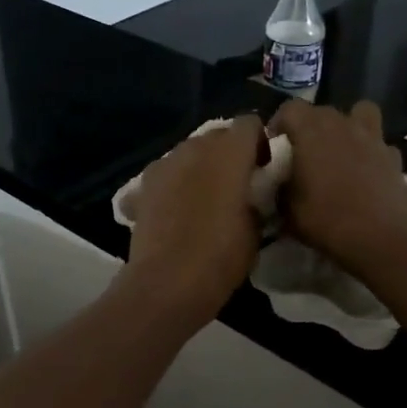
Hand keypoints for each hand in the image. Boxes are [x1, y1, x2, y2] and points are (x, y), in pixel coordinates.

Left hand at [120, 115, 265, 330]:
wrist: (167, 283)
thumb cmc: (221, 257)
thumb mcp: (257, 229)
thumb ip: (256, 199)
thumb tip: (250, 195)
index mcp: (229, 153)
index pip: (249, 124)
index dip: (259, 142)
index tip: (263, 168)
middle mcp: (195, 148)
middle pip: (217, 136)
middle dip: (229, 153)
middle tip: (237, 185)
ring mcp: (165, 164)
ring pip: (189, 152)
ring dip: (201, 166)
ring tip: (205, 197)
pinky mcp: (143, 184)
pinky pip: (167, 173)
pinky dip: (176, 183)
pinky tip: (177, 209)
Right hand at [270, 100, 406, 270]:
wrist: (381, 238)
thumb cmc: (327, 220)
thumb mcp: (287, 210)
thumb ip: (281, 188)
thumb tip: (281, 183)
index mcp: (312, 131)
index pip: (289, 108)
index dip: (279, 123)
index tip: (275, 145)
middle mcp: (343, 124)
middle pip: (322, 111)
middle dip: (310, 127)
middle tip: (304, 153)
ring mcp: (373, 138)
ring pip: (360, 114)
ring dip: (348, 126)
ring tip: (340, 150)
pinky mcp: (394, 156)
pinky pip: (379, 144)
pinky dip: (371, 153)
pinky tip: (366, 174)